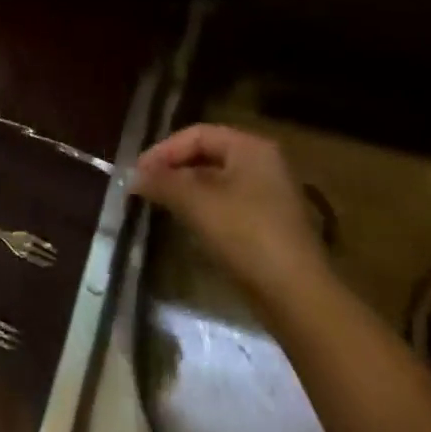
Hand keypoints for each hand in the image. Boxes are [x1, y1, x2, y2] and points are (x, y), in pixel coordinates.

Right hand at [133, 124, 325, 306]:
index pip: (198, 134)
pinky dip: (203, 208)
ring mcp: (269, 195)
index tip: (137, 172)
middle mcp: (263, 163)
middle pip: (207, 155)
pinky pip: (227, 204)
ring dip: (186, 190)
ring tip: (158, 204)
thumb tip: (133, 176)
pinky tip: (186, 224)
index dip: (164, 150)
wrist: (297, 296)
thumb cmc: (246, 236)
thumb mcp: (198, 204)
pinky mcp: (269, 224)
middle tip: (144, 187)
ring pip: (216, 182)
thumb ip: (163, 183)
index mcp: (251, 147)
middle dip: (173, 169)